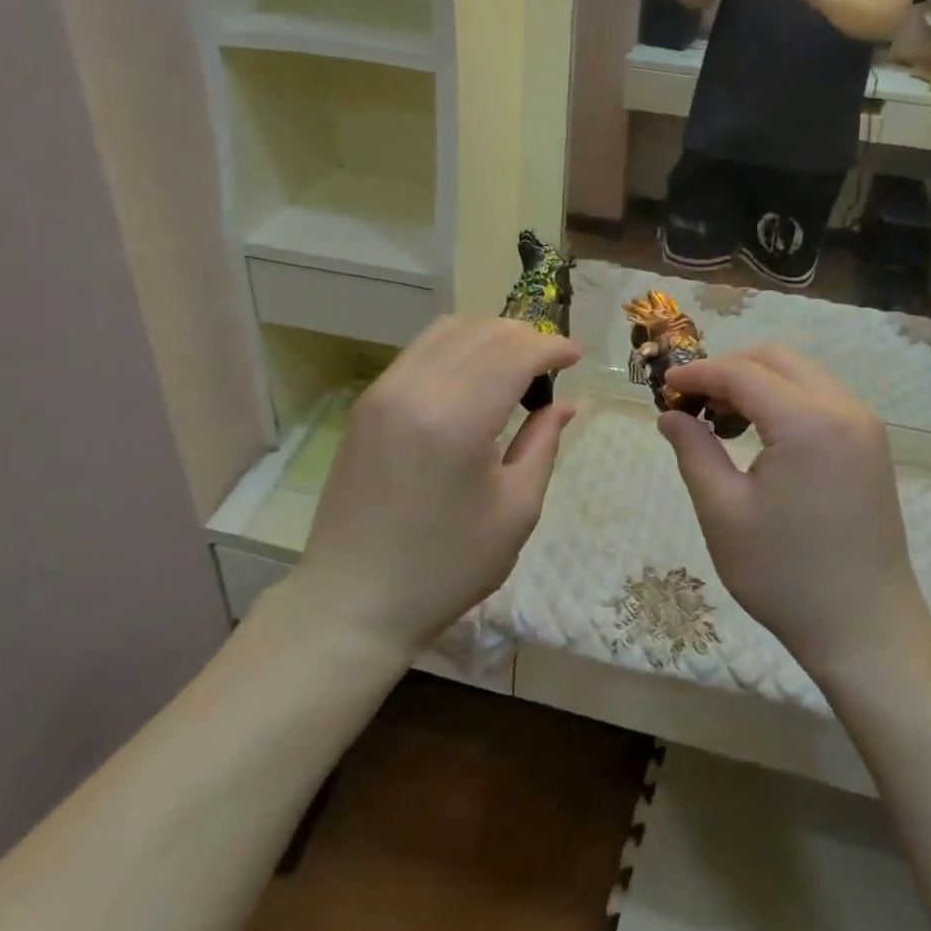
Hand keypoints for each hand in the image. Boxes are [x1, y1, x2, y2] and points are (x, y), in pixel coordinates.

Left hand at [291, 317, 579, 656]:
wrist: (353, 600)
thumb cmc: (445, 567)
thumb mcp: (515, 511)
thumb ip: (542, 445)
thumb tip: (564, 403)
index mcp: (457, 419)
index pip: (514, 352)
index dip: (552, 346)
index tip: (577, 356)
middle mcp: (415, 389)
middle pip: (482, 331)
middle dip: (526, 336)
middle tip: (551, 364)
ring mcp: (383, 391)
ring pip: (448, 330)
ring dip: (490, 336)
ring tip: (516, 365)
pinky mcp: (367, 402)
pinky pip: (420, 351)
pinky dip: (457, 348)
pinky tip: (474, 378)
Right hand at [656, 344, 930, 674]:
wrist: (866, 629)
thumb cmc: (786, 575)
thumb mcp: (723, 512)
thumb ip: (694, 451)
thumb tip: (671, 416)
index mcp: (809, 423)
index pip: (743, 373)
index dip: (699, 374)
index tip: (664, 387)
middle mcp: (845, 410)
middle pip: (777, 359)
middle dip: (729, 368)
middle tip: (693, 401)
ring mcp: (864, 426)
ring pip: (801, 374)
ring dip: (757, 382)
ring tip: (721, 419)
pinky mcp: (870, 446)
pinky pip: (821, 398)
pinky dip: (784, 400)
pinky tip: (759, 433)